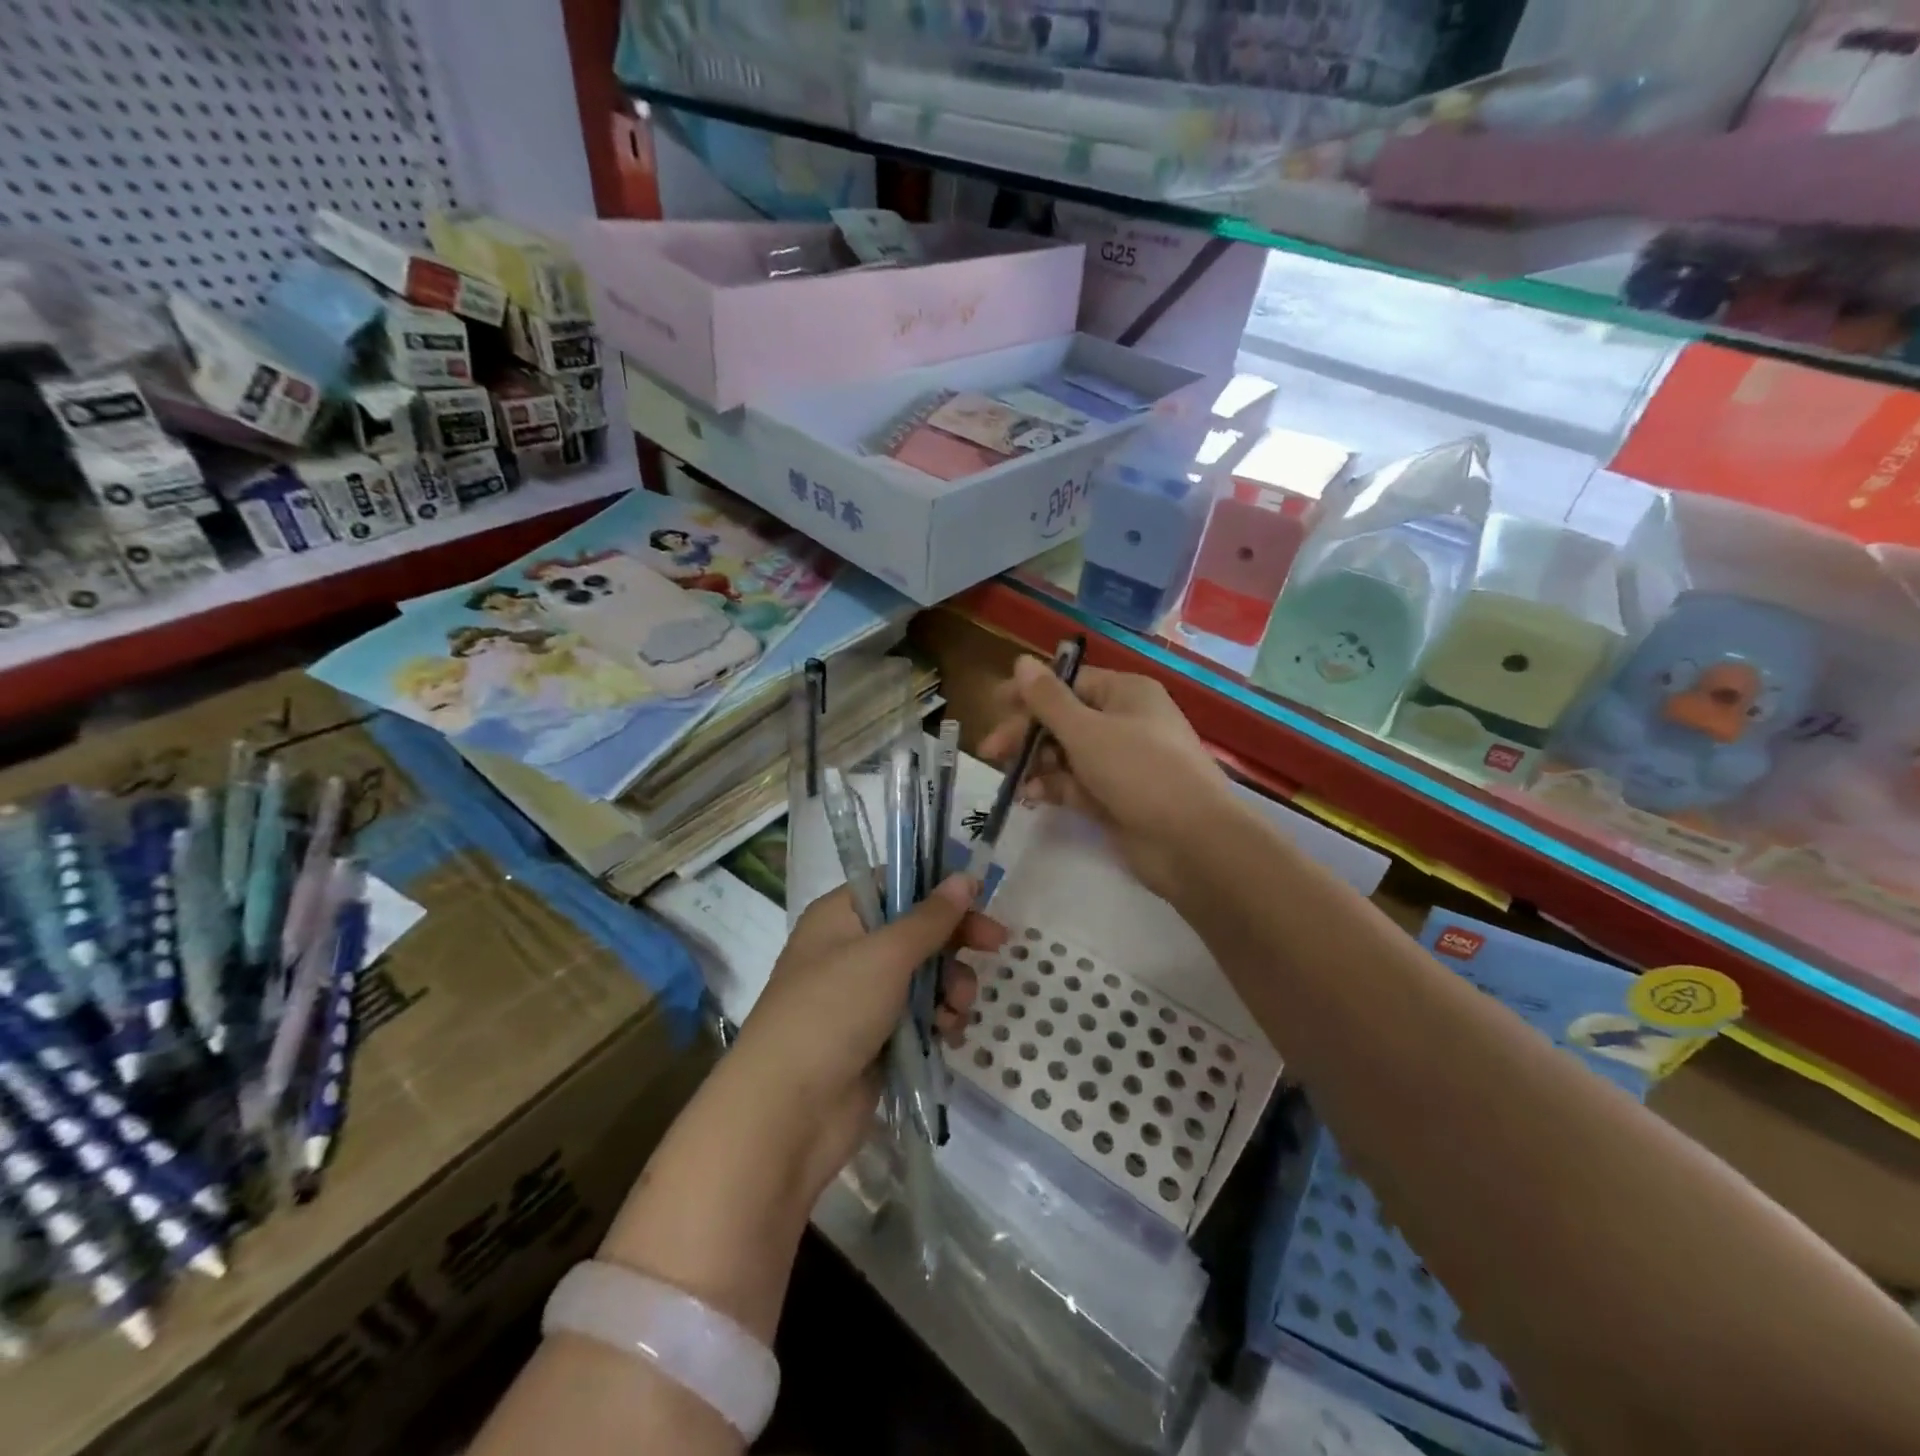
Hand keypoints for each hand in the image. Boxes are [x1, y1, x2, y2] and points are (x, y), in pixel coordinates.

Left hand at [728, 875, 1002, 1198]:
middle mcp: (849, 950)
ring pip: (924, 976)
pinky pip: (919, 1015)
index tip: (978, 898)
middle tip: (997, 945)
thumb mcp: (886, 954)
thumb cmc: (832, 1011)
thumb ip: (931, 918)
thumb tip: (965, 877)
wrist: (788, 1112)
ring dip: (950, 986)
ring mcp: (861, 998)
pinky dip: (938, 1019)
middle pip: (916, 931)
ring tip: (957, 1009)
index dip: (937, 889)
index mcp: (840, 916)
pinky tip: (949, 1033)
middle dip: (954, 941)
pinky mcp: (875, 1039)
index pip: (895, 885)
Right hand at [979, 658, 1239, 901]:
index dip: (1030, 693)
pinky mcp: (1116, 799)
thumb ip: (1048, 700)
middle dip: (1027, 734)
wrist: (1191, 843)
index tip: (994, 705)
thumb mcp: (1087, 731)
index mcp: (1125, 693)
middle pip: (1064, 719)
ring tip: (1011, 779)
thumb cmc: (1139, 771)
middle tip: (990, 751)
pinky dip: (1053, 788)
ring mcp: (1121, 763)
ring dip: (1037, 763)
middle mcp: (1124, 722)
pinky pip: (1076, 785)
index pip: (1069, 683)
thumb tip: (1021, 662)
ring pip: (1066, 754)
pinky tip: (1031, 797)